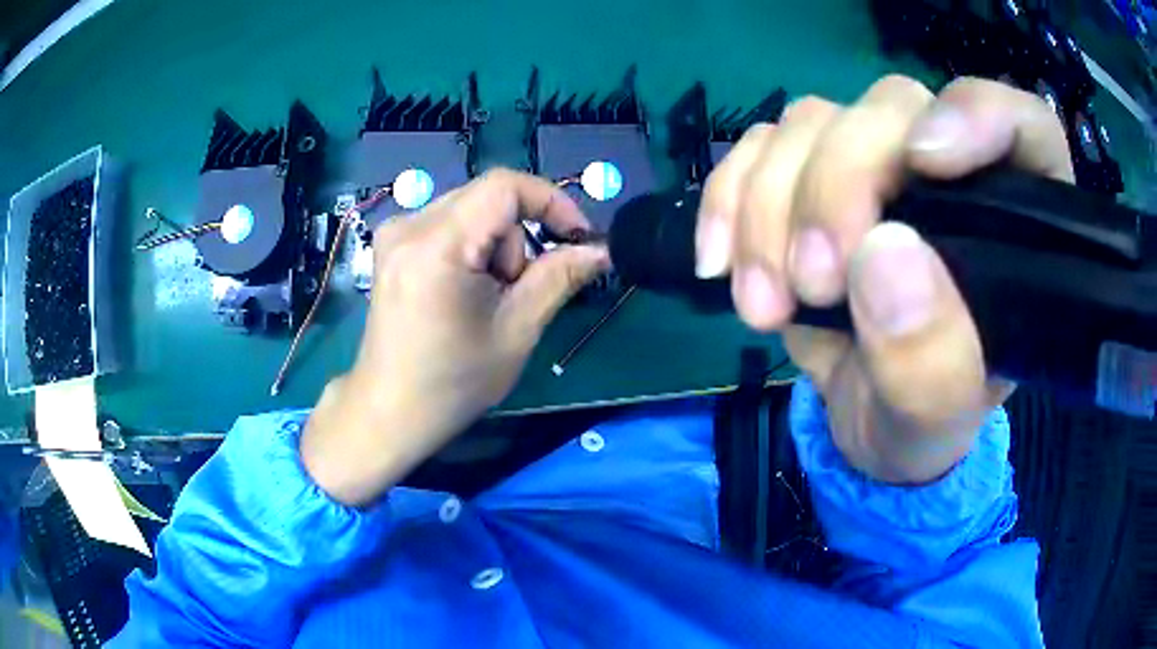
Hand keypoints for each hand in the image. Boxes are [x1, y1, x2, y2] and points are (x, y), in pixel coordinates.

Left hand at [302, 170, 608, 505]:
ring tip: (486, 299)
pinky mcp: (391, 243)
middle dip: (519, 237)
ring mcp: (395, 232)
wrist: (389, 411)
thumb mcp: (516, 331)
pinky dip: (472, 248)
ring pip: (471, 210)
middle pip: (488, 198)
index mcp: (437, 245)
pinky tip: (464, 289)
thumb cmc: (452, 383)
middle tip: (519, 290)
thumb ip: (559, 277)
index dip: (551, 201)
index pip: (504, 186)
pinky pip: (449, 223)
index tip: (577, 236)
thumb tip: (601, 249)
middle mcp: (409, 225)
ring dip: (495, 246)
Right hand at [696, 76, 1072, 482]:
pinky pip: (758, 147)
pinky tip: (721, 262)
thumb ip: (930, 361)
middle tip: (812, 282)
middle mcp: (949, 173)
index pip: (1021, 124)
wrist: (864, 424)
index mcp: (1015, 225)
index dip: (976, 115)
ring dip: (771, 206)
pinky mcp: (812, 176)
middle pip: (892, 109)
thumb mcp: (935, 423)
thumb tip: (883, 255)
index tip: (925, 162)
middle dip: (838, 185)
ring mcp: (875, 166)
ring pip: (813, 122)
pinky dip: (728, 197)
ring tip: (765, 305)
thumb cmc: (921, 426)